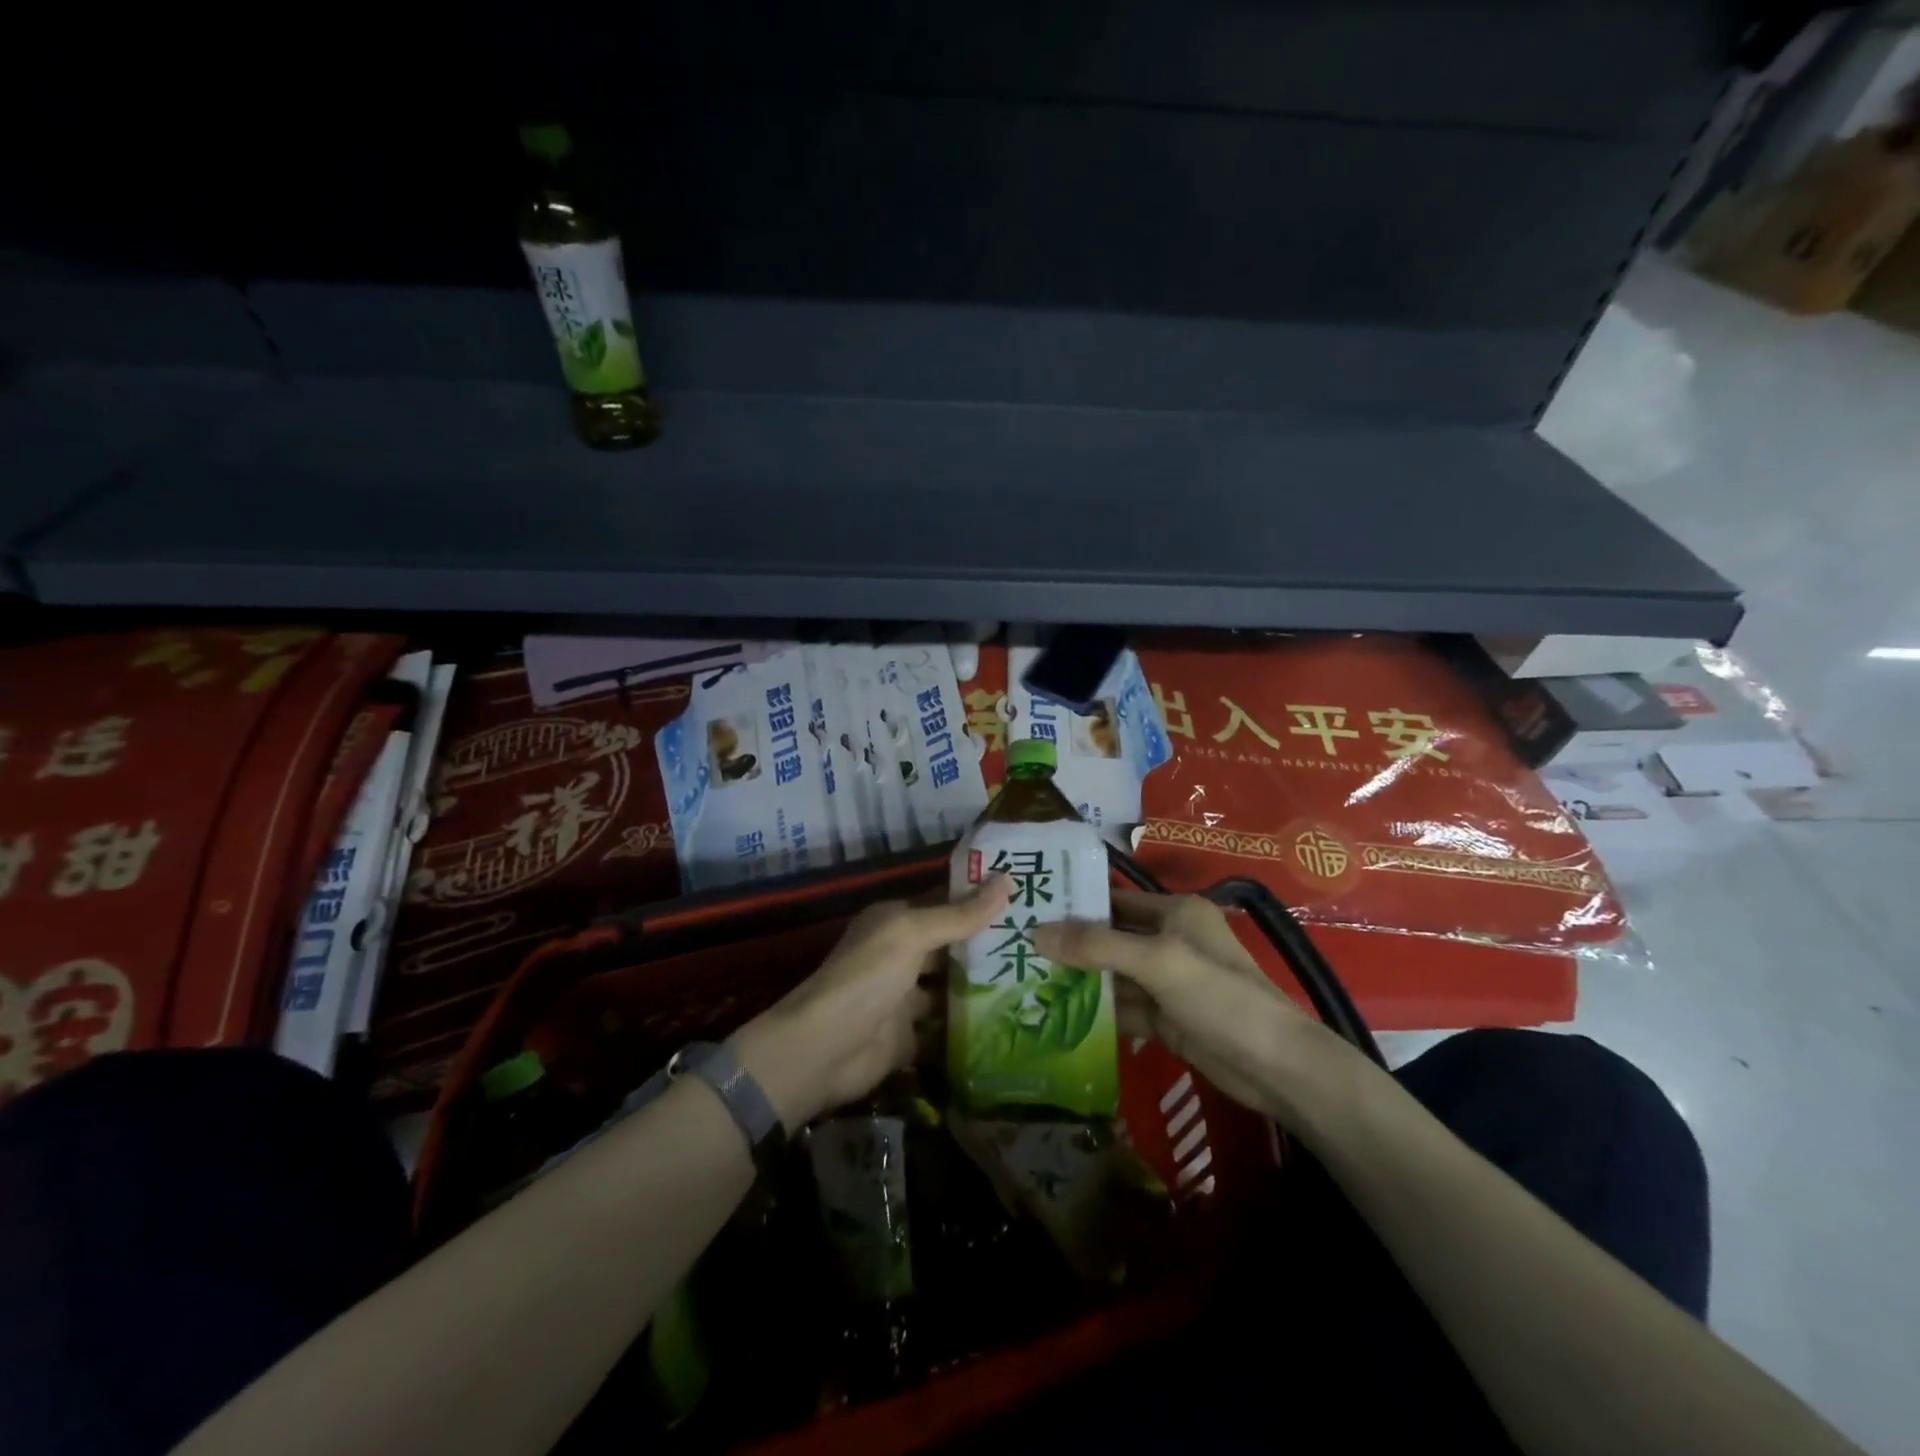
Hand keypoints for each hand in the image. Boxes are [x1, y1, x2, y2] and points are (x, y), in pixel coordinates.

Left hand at [730, 876, 1011, 1126]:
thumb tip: (1007, 879)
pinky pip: (947, 1030)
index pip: (945, 904)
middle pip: (951, 947)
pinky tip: (1012, 1026)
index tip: (1028, 900)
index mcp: (896, 922)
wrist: (824, 1050)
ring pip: (951, 989)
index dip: (981, 901)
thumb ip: (959, 914)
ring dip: (984, 989)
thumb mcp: (912, 935)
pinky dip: (971, 1030)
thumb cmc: (867, 978)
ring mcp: (905, 998)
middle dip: (990, 947)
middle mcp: (901, 955)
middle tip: (1042, 945)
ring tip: (1037, 983)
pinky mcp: (910, 1038)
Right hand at [1033, 891, 1350, 1123]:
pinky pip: (1123, 1007)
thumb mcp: (1157, 962)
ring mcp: (1167, 982)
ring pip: (1114, 974)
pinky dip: (1097, 1010)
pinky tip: (1057, 1014)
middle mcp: (1170, 940)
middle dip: (1071, 944)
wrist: (1276, 1067)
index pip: (1115, 899)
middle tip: (1017, 948)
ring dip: (1080, 979)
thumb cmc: (1219, 997)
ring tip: (1026, 980)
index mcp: (1175, 912)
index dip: (1076, 904)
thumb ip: (1097, 946)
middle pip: (1111, 937)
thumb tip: (1037, 933)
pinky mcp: (1166, 1018)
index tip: (1030, 910)